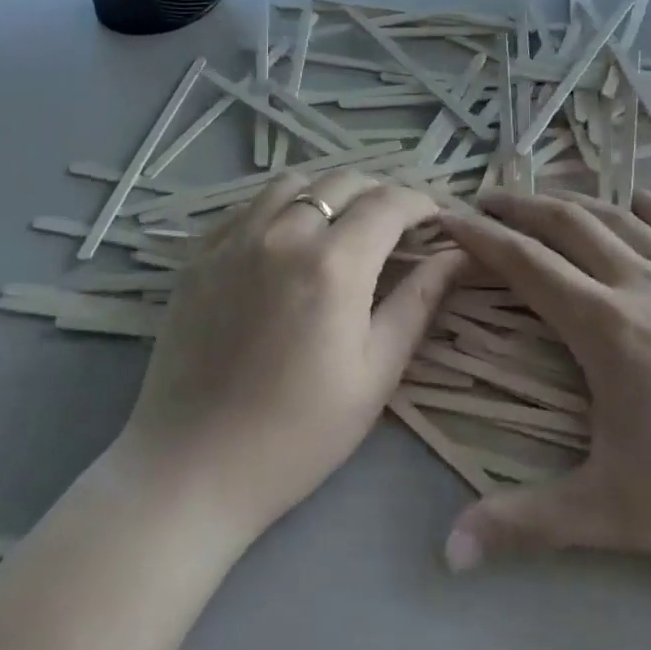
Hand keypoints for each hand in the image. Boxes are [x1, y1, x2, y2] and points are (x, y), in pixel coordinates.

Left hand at [115, 169, 467, 539]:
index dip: (420, 202)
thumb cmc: (299, 433)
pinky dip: (279, 207)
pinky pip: (248, 206)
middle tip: (394, 225)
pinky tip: (285, 240)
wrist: (193, 468)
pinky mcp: (200, 254)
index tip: (435, 218)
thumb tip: (457, 255)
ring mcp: (234, 239)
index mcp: (334, 264)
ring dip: (327, 193)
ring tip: (340, 224)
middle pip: (342, 181)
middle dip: (379, 193)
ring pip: (292, 183)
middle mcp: (283, 234)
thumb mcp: (375, 373)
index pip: (388, 203)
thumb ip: (418, 302)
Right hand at [436, 190, 650, 593]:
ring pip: (616, 217)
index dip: (480, 236)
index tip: (446, 215)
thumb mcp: (615, 513)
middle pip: (565, 223)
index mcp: (604, 325)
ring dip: (571, 201)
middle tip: (482, 200)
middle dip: (517, 206)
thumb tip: (445, 554)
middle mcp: (639, 282)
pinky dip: (643, 207)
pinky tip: (633, 204)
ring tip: (542, 200)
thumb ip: (526, 525)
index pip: (524, 263)